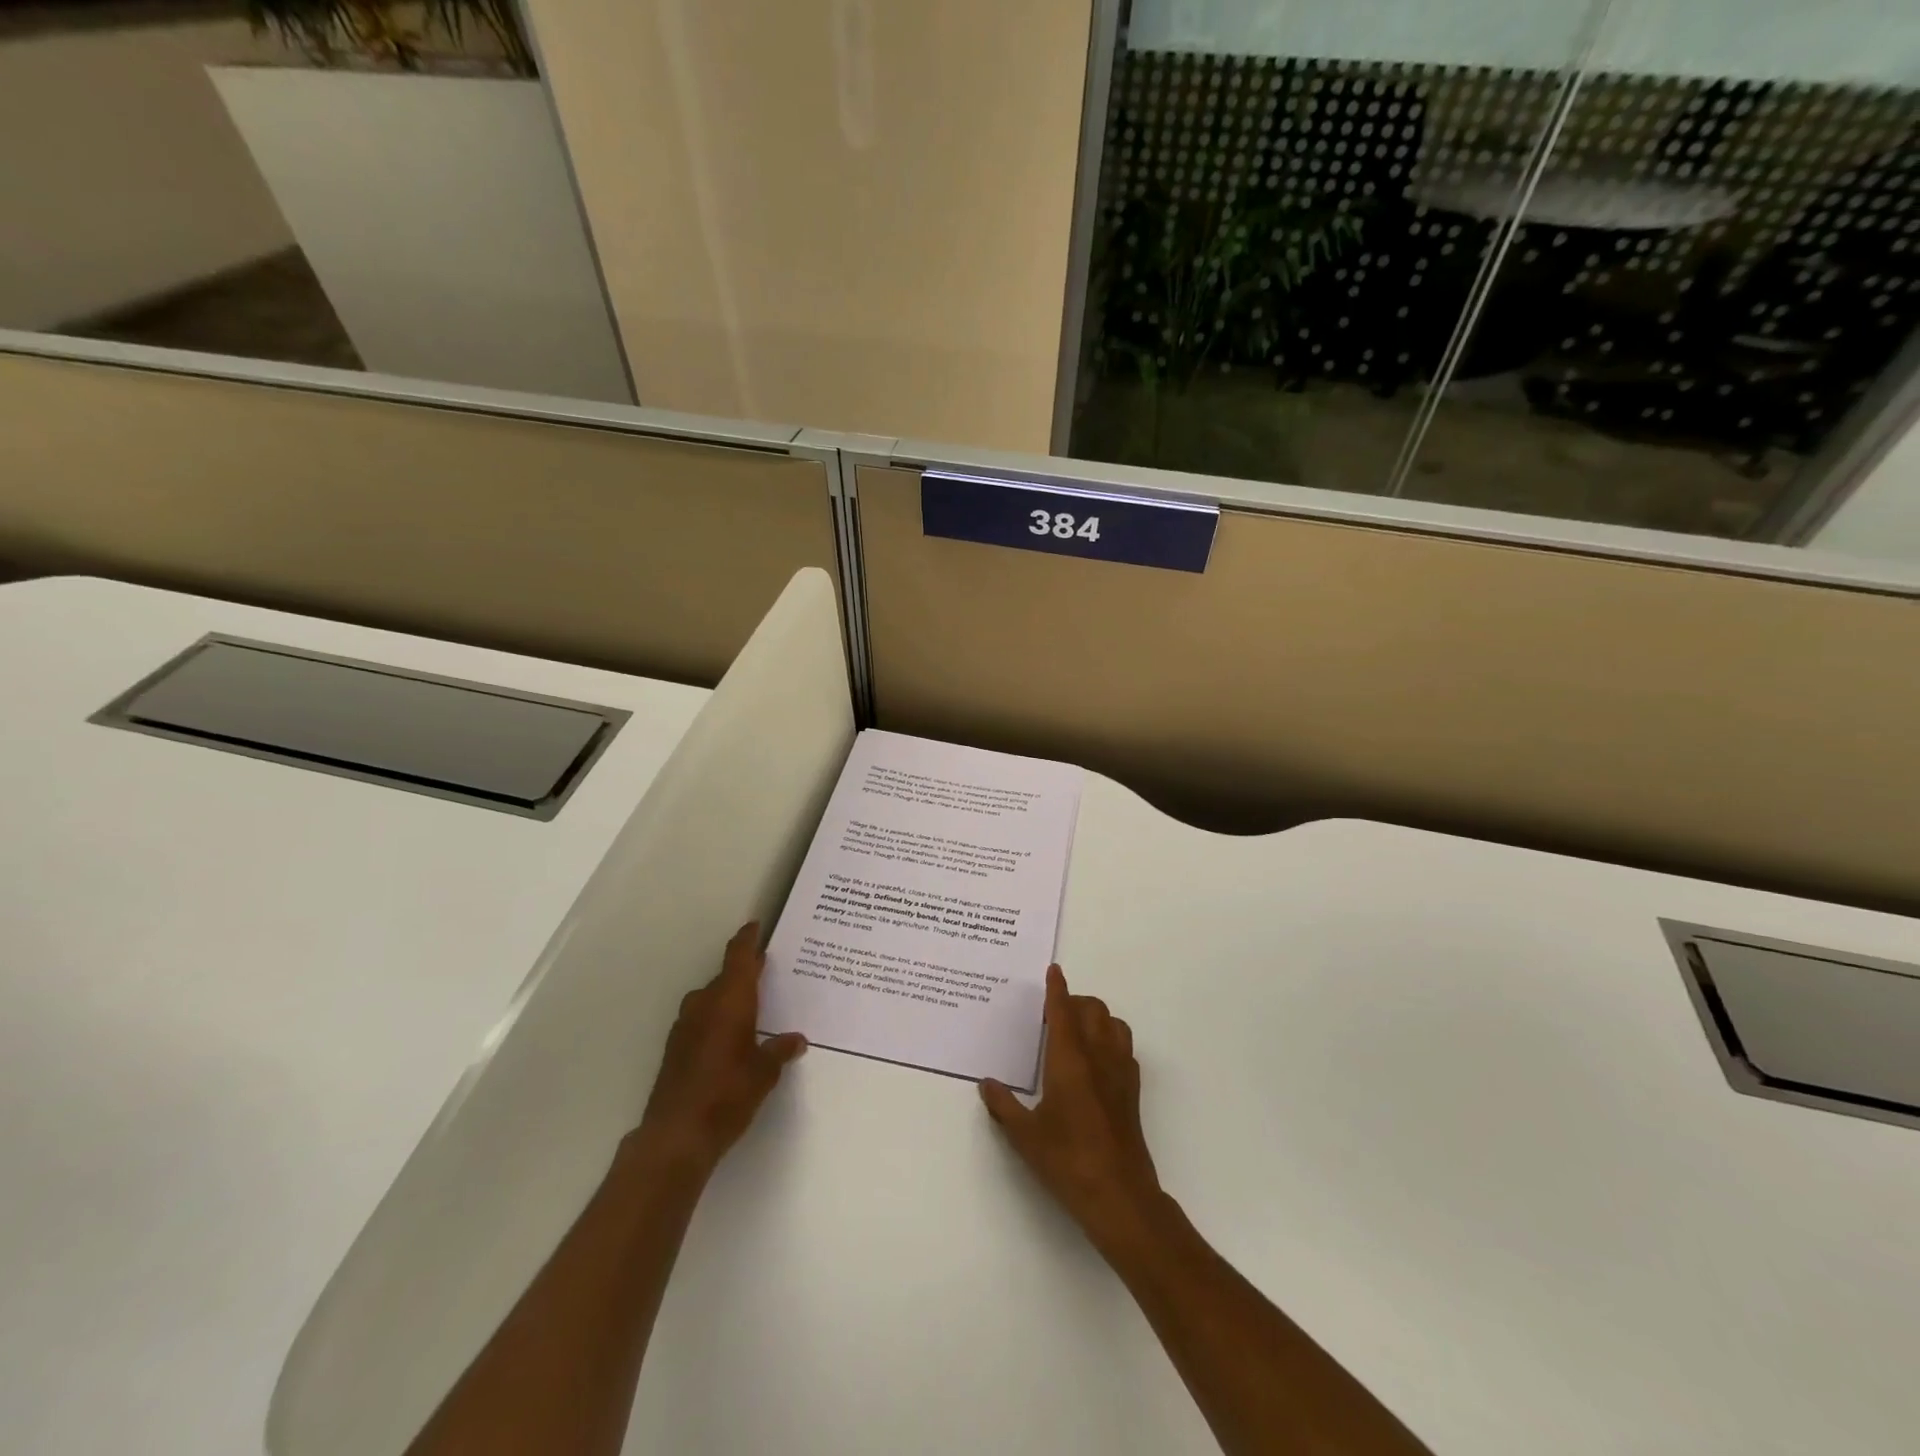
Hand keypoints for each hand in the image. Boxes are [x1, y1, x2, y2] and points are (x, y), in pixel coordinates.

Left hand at [631, 922, 805, 1178]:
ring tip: (752, 1009)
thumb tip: (796, 1040)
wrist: (676, 1135)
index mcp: (730, 1000)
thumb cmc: (728, 1094)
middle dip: (745, 973)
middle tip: (768, 973)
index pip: (739, 957)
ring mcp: (685, 1026)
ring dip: (729, 998)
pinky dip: (716, 1019)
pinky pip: (701, 1019)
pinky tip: (730, 1038)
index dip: (747, 939)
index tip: (755, 926)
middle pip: (726, 977)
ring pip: (711, 999)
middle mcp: (704, 1005)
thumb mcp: (765, 1072)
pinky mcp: (675, 1048)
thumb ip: (780, 1050)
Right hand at [980, 965, 1164, 1254]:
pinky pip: (1124, 1047)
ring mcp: (1120, 1072)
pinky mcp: (1133, 1090)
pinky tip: (1097, 1060)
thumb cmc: (1067, 1161)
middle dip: (1075, 1001)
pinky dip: (1110, 1039)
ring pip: (1114, 1024)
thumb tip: (986, 1084)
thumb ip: (1003, 1105)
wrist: (1119, 1195)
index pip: (1063, 1011)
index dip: (1057, 988)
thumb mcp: (1025, 1135)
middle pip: (1093, 1009)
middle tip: (1054, 1013)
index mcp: (1069, 1060)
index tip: (1053, 970)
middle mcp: (1098, 1057)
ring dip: (1096, 1017)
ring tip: (1077, 1031)